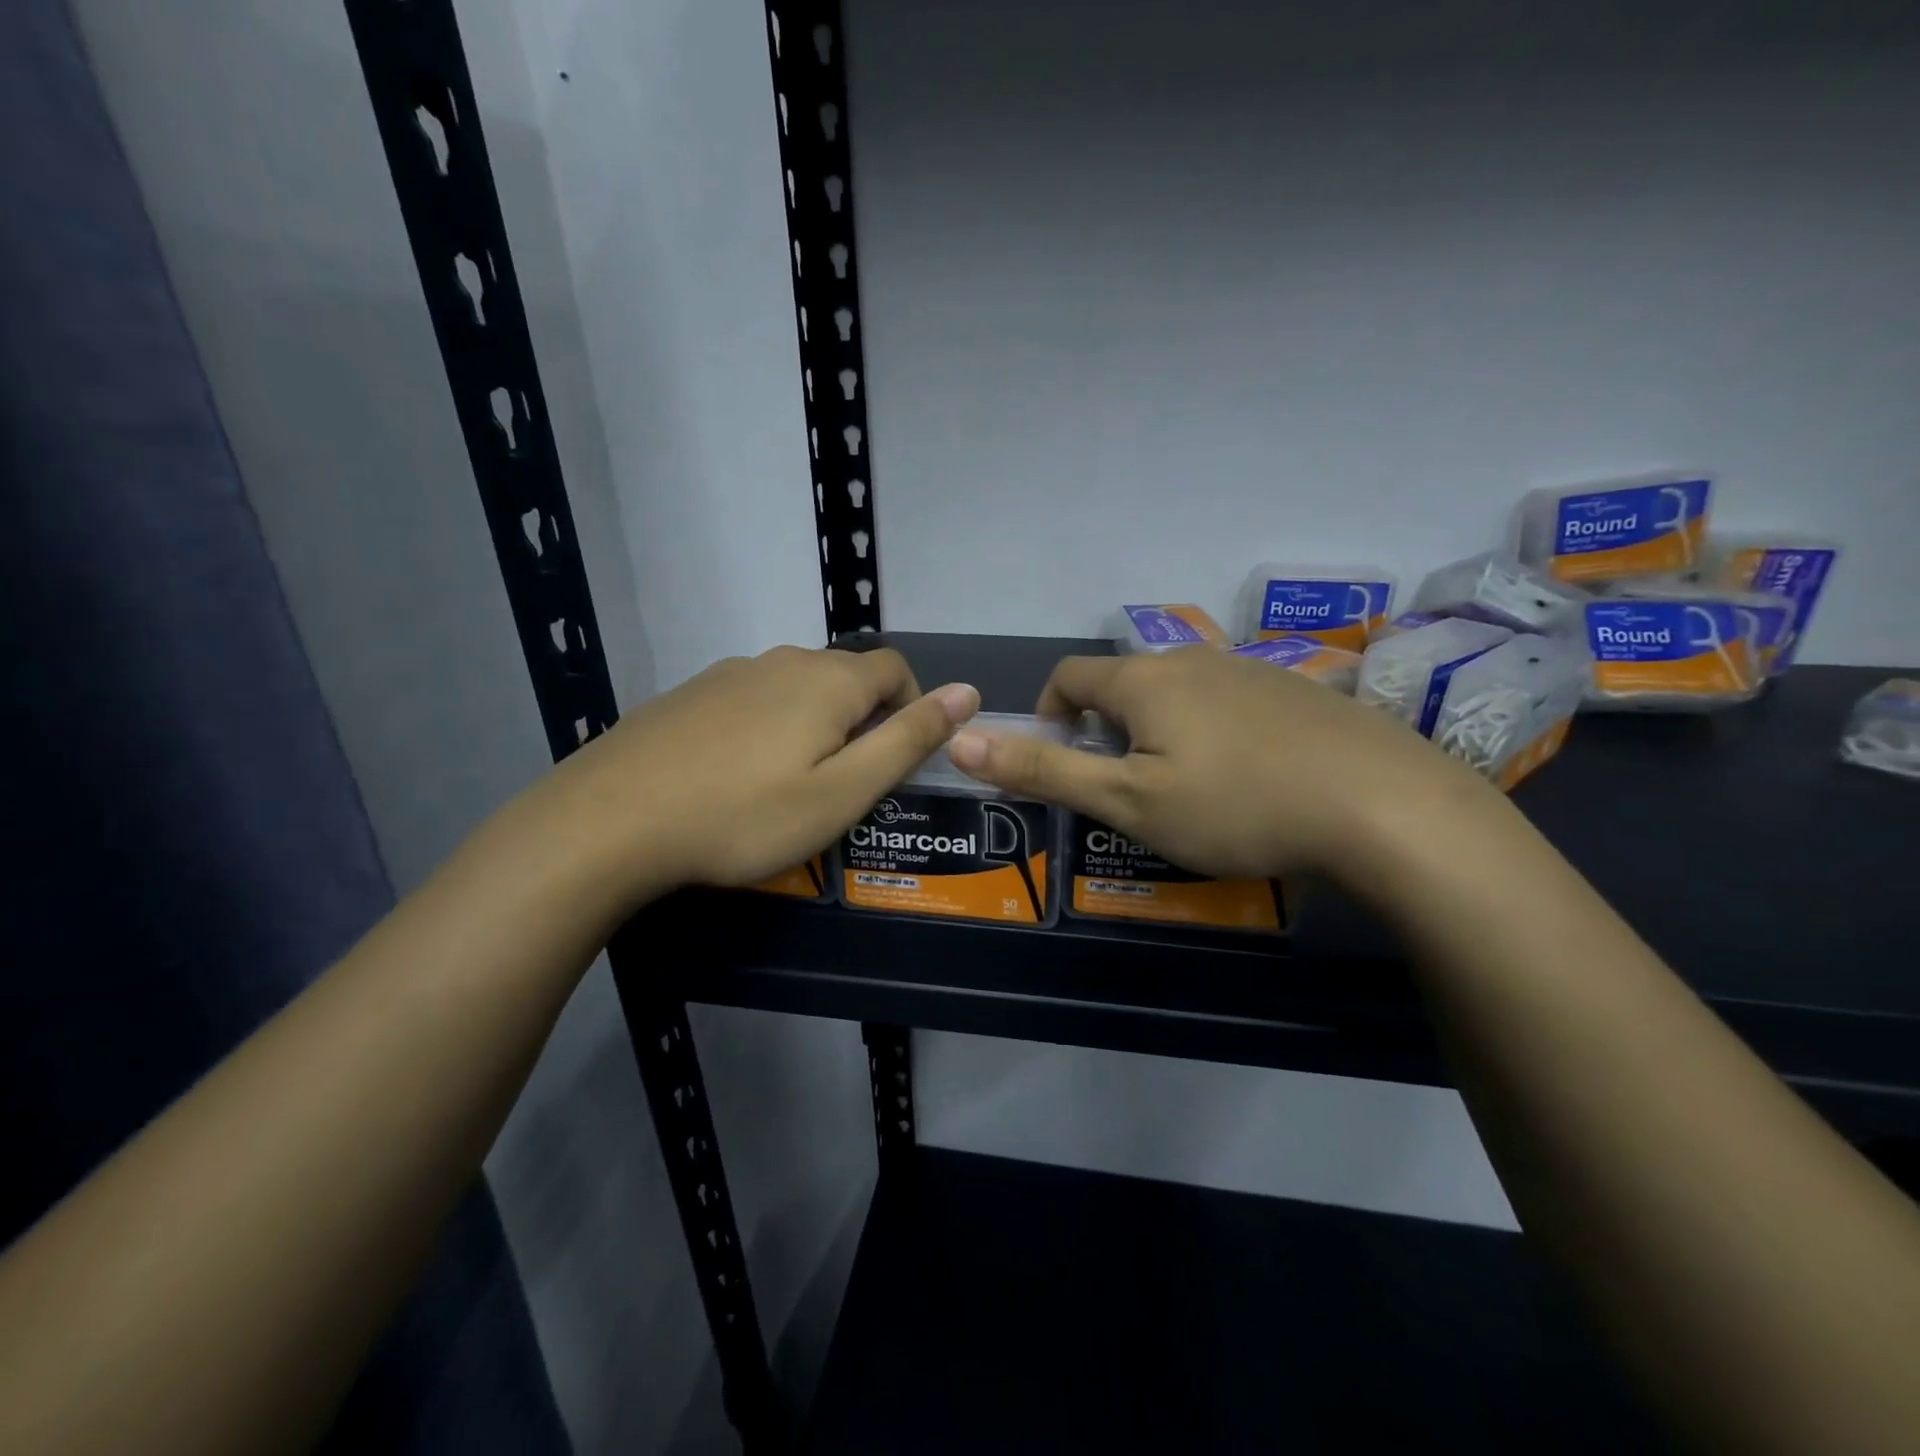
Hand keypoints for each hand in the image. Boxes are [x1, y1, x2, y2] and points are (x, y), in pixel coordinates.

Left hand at [523, 646, 978, 910]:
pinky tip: (735, 775)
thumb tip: (968, 692)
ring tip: (789, 785)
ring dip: (813, 724)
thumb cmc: (745, 815)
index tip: (891, 763)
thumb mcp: (843, 791)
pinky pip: (751, 699)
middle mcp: (783, 661)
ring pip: (796, 688)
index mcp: (829, 681)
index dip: (910, 709)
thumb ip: (909, 739)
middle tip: (843, 785)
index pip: (895, 669)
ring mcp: (729, 673)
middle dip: (862, 720)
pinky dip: (766, 727)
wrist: (611, 820)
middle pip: (845, 677)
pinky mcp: (690, 693)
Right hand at [946, 647, 1493, 882]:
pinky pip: (1230, 702)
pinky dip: (1212, 732)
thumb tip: (961, 740)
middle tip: (1124, 787)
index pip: (1069, 675)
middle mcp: (1193, 659)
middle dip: (1107, 728)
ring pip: (1180, 692)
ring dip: (1160, 730)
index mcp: (1144, 679)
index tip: (1061, 759)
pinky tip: (1247, 779)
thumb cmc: (1236, 805)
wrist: (1384, 806)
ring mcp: (1251, 670)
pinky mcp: (1297, 692)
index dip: (1048, 712)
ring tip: (1184, 788)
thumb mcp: (1127, 800)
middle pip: (1125, 683)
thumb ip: (1044, 769)